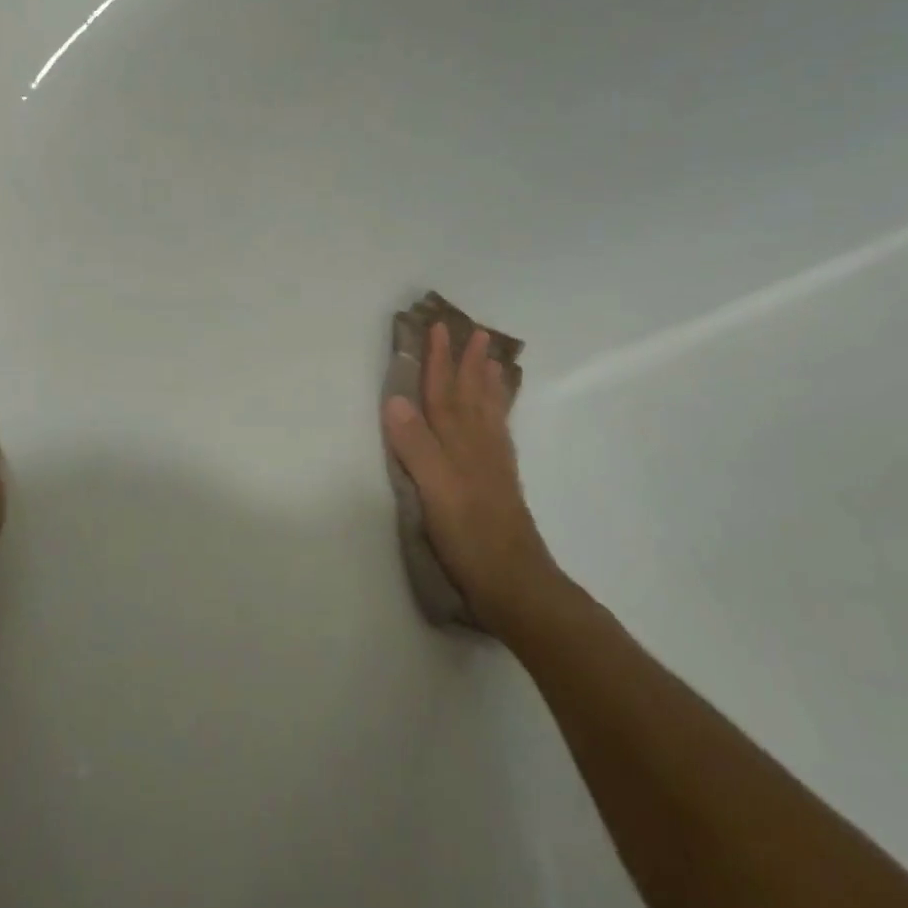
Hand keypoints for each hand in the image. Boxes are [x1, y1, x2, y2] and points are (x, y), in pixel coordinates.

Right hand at [382, 323, 559, 637]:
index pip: (443, 392)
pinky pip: (499, 433)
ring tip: (492, 359)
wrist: (512, 580)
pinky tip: (497, 415)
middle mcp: (478, 444)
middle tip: (476, 332)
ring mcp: (492, 462)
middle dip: (468, 363)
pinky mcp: (500, 481)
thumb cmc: (468, 535)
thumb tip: (395, 399)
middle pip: (470, 395)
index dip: (439, 361)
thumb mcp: (434, 489)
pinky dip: (498, 414)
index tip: (438, 327)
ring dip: (487, 383)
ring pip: (488, 411)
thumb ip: (415, 445)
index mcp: (457, 443)